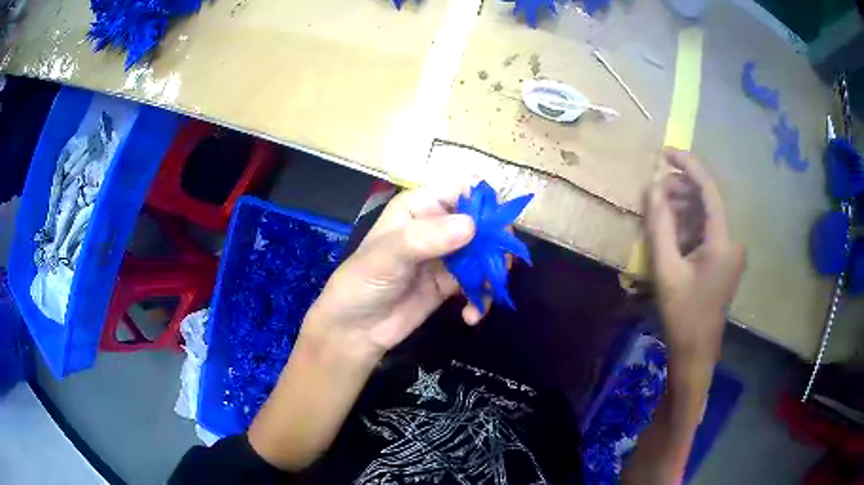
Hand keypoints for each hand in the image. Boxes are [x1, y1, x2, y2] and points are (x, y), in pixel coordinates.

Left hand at [303, 184, 481, 358]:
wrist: (355, 330)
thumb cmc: (362, 282)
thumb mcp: (388, 256)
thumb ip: (426, 238)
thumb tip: (472, 226)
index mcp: (419, 206)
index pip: (462, 189)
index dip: (483, 204)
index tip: (493, 230)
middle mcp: (437, 225)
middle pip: (482, 221)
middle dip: (494, 244)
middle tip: (496, 267)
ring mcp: (446, 255)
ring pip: (485, 253)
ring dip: (491, 274)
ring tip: (484, 295)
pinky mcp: (451, 283)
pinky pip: (478, 282)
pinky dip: (481, 297)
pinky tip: (472, 315)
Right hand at [646, 149, 745, 384]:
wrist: (695, 353)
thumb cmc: (682, 315)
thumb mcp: (666, 270)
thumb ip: (659, 226)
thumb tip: (651, 188)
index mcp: (724, 241)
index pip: (709, 190)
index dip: (688, 166)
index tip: (665, 152)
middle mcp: (732, 241)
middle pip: (707, 202)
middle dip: (680, 191)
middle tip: (652, 192)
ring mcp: (730, 252)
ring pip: (705, 216)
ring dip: (681, 209)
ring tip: (657, 212)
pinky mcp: (723, 261)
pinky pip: (705, 232)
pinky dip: (687, 227)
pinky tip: (669, 232)